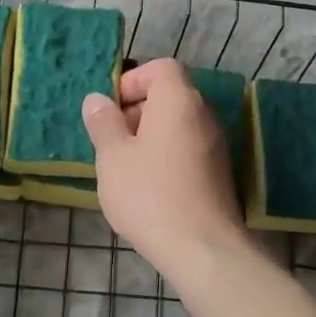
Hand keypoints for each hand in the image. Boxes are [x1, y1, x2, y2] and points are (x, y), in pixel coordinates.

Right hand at [81, 59, 248, 277]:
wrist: (202, 248)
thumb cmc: (149, 194)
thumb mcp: (113, 157)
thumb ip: (103, 123)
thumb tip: (96, 99)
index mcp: (178, 101)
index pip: (162, 68)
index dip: (133, 81)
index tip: (111, 109)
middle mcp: (203, 115)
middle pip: (170, 95)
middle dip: (137, 111)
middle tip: (111, 141)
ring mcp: (216, 145)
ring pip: (178, 125)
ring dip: (149, 136)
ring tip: (124, 166)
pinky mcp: (219, 173)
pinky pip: (187, 148)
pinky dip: (166, 155)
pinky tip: (147, 186)